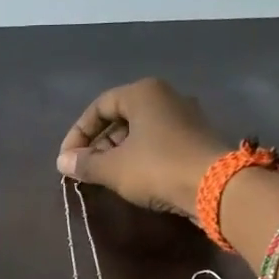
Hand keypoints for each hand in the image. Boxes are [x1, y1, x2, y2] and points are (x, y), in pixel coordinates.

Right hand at [57, 78, 226, 215]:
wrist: (216, 186)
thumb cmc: (158, 168)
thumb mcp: (114, 168)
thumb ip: (85, 164)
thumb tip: (63, 163)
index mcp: (143, 93)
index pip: (100, 106)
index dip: (78, 133)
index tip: (67, 159)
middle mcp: (166, 97)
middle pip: (121, 117)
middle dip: (99, 144)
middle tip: (86, 169)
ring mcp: (185, 117)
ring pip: (141, 131)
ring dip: (119, 153)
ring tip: (106, 177)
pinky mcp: (196, 139)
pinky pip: (159, 143)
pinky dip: (141, 158)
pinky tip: (134, 179)